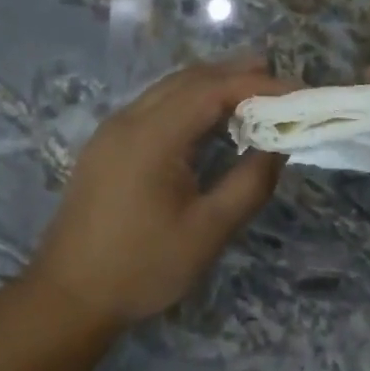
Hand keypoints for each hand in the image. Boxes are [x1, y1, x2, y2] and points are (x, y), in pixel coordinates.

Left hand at [27, 57, 289, 326]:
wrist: (69, 296)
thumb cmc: (142, 267)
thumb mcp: (208, 231)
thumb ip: (249, 183)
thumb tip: (278, 146)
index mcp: (152, 136)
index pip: (213, 89)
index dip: (260, 85)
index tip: (300, 93)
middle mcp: (128, 120)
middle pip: (189, 79)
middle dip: (237, 75)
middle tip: (282, 80)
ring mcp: (111, 132)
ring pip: (168, 91)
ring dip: (211, 86)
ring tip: (254, 93)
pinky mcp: (106, 147)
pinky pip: (154, 109)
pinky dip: (188, 104)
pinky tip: (209, 122)